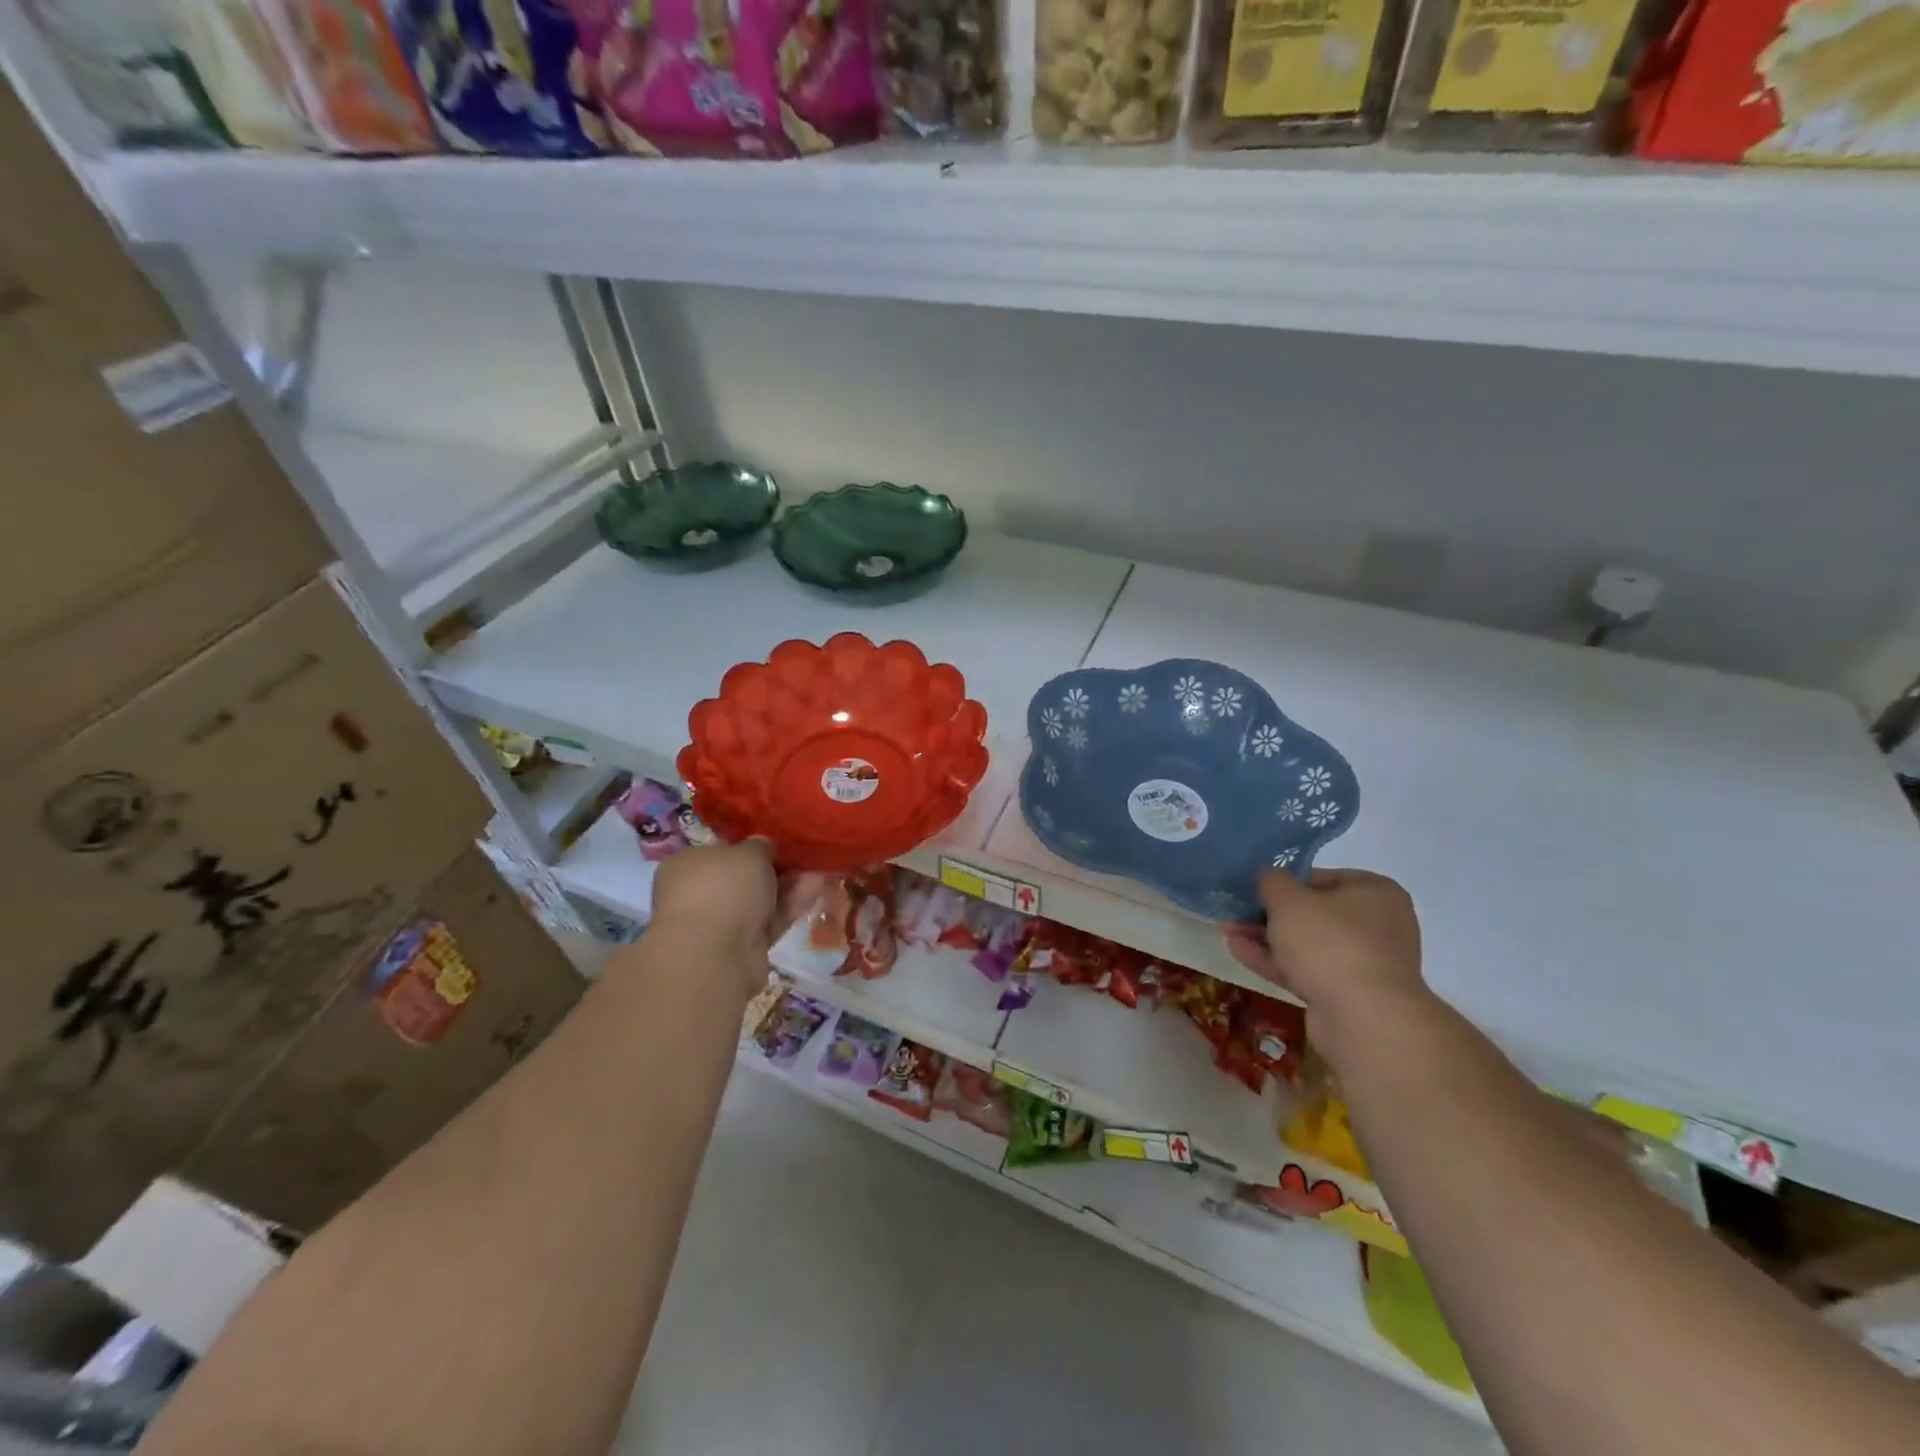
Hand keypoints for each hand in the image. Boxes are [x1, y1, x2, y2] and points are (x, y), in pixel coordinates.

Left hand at [650, 840, 822, 981]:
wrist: (715, 954)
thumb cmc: (724, 888)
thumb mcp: (749, 853)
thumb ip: (759, 846)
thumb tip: (761, 846)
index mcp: (688, 866)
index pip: (721, 852)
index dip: (750, 848)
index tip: (777, 845)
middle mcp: (698, 895)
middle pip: (743, 879)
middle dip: (775, 869)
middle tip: (803, 859)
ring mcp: (719, 924)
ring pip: (759, 901)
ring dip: (788, 887)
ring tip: (819, 872)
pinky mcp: (741, 948)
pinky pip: (769, 921)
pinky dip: (790, 907)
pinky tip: (816, 890)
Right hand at [1224, 868, 1425, 1041]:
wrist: (1364, 1020)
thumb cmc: (1329, 943)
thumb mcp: (1289, 899)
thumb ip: (1271, 880)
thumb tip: (1267, 878)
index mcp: (1375, 892)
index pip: (1320, 877)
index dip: (1283, 880)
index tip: (1252, 887)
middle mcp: (1377, 925)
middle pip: (1312, 912)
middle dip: (1268, 913)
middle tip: (1234, 910)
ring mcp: (1364, 963)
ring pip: (1305, 943)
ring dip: (1265, 937)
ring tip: (1226, 930)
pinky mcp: (1348, 995)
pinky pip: (1306, 969)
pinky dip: (1274, 960)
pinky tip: (1238, 951)